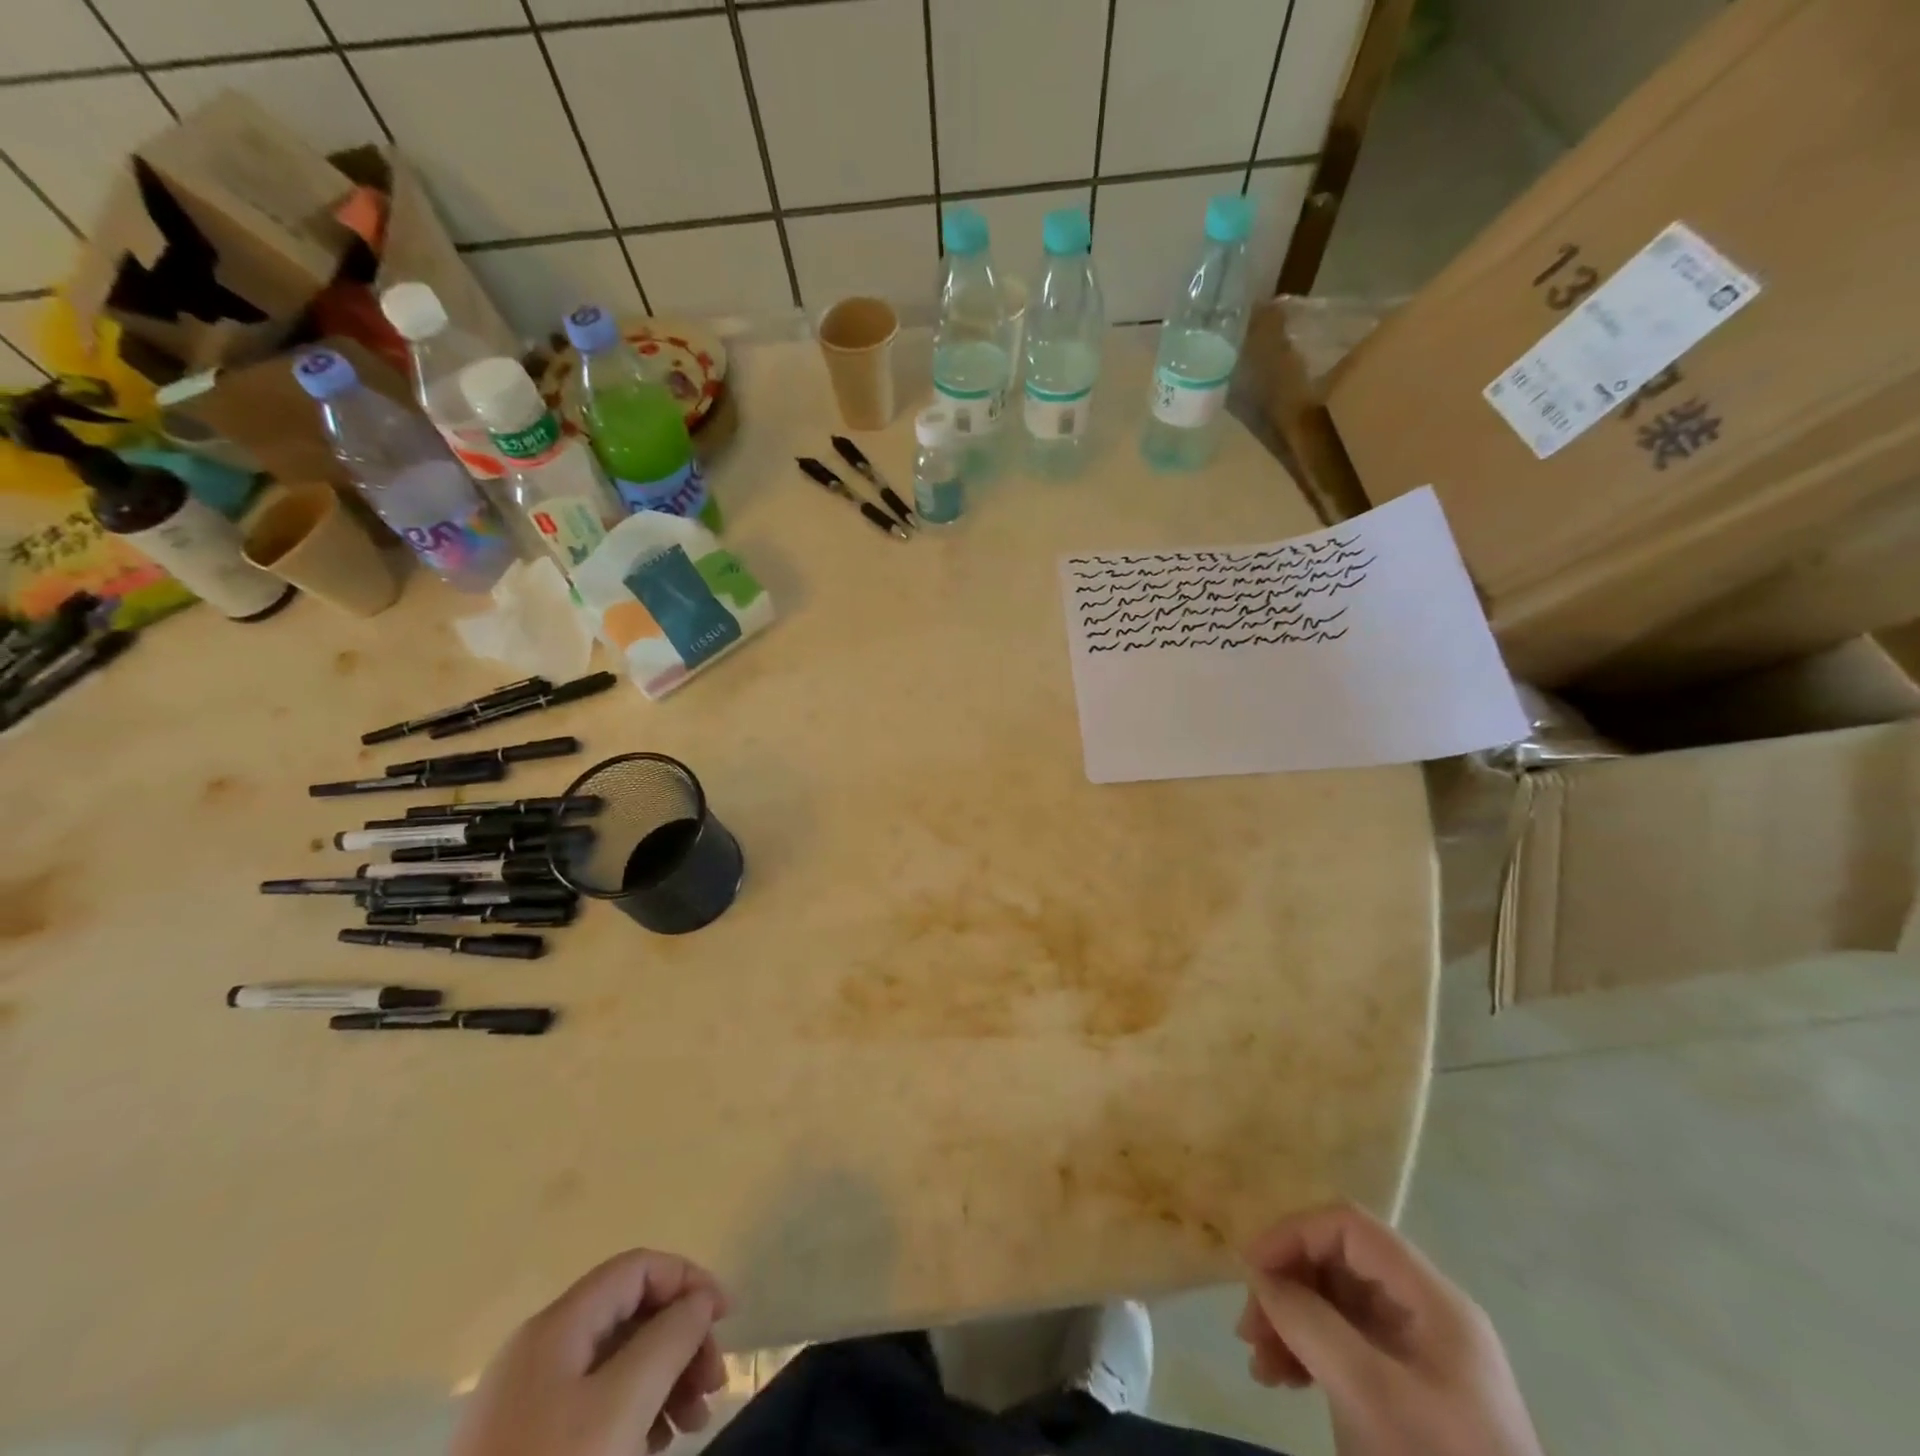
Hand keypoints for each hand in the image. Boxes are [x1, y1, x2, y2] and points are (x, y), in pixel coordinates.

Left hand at [453, 1249, 730, 1455]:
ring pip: (616, 1362)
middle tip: (713, 1386)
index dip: (689, 1280)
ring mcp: (527, 1400)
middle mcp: (540, 1349)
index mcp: (557, 1324)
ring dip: (665, 1379)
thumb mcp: (622, 1405)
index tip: (726, 1319)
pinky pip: (594, 1403)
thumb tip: (699, 1299)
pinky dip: (634, 1411)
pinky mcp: (524, 1444)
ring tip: (693, 1423)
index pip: (638, 1267)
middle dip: (681, 1340)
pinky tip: (655, 1443)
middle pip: (630, 1314)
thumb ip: (670, 1338)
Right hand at [1235, 1203, 1540, 1455]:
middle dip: (1286, 1288)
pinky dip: (1306, 1352)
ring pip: (1334, 1304)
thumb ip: (1310, 1323)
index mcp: (1433, 1300)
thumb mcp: (1370, 1395)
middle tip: (1249, 1330)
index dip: (1294, 1234)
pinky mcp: (1405, 1391)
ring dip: (1289, 1323)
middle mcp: (1426, 1314)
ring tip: (1260, 1364)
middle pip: (1338, 1264)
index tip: (1251, 1271)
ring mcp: (1417, 1354)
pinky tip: (1281, 1379)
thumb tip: (1258, 1274)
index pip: (1350, 1227)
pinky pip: (1343, 1345)